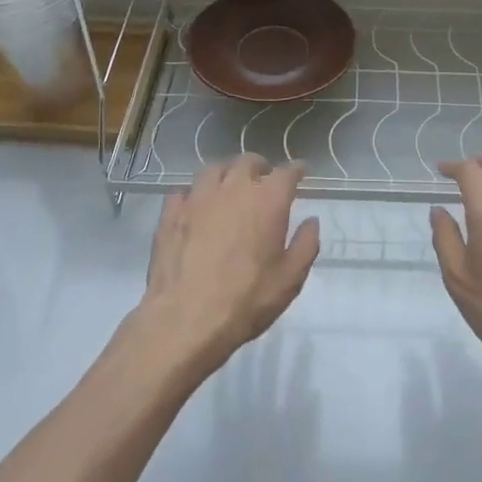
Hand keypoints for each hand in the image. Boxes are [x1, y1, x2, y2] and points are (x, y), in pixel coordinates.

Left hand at [141, 156, 320, 375]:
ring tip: (230, 187)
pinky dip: (195, 194)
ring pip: (214, 169)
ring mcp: (198, 198)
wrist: (185, 319)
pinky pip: (185, 191)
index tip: (301, 172)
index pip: (286, 172)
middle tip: (264, 180)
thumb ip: (306, 245)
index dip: (296, 170)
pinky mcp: (171, 213)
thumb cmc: (246, 300)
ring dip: (227, 174)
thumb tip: (311, 221)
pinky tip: (196, 207)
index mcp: (267, 200)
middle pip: (248, 162)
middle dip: (260, 167)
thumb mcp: (290, 279)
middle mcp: (233, 189)